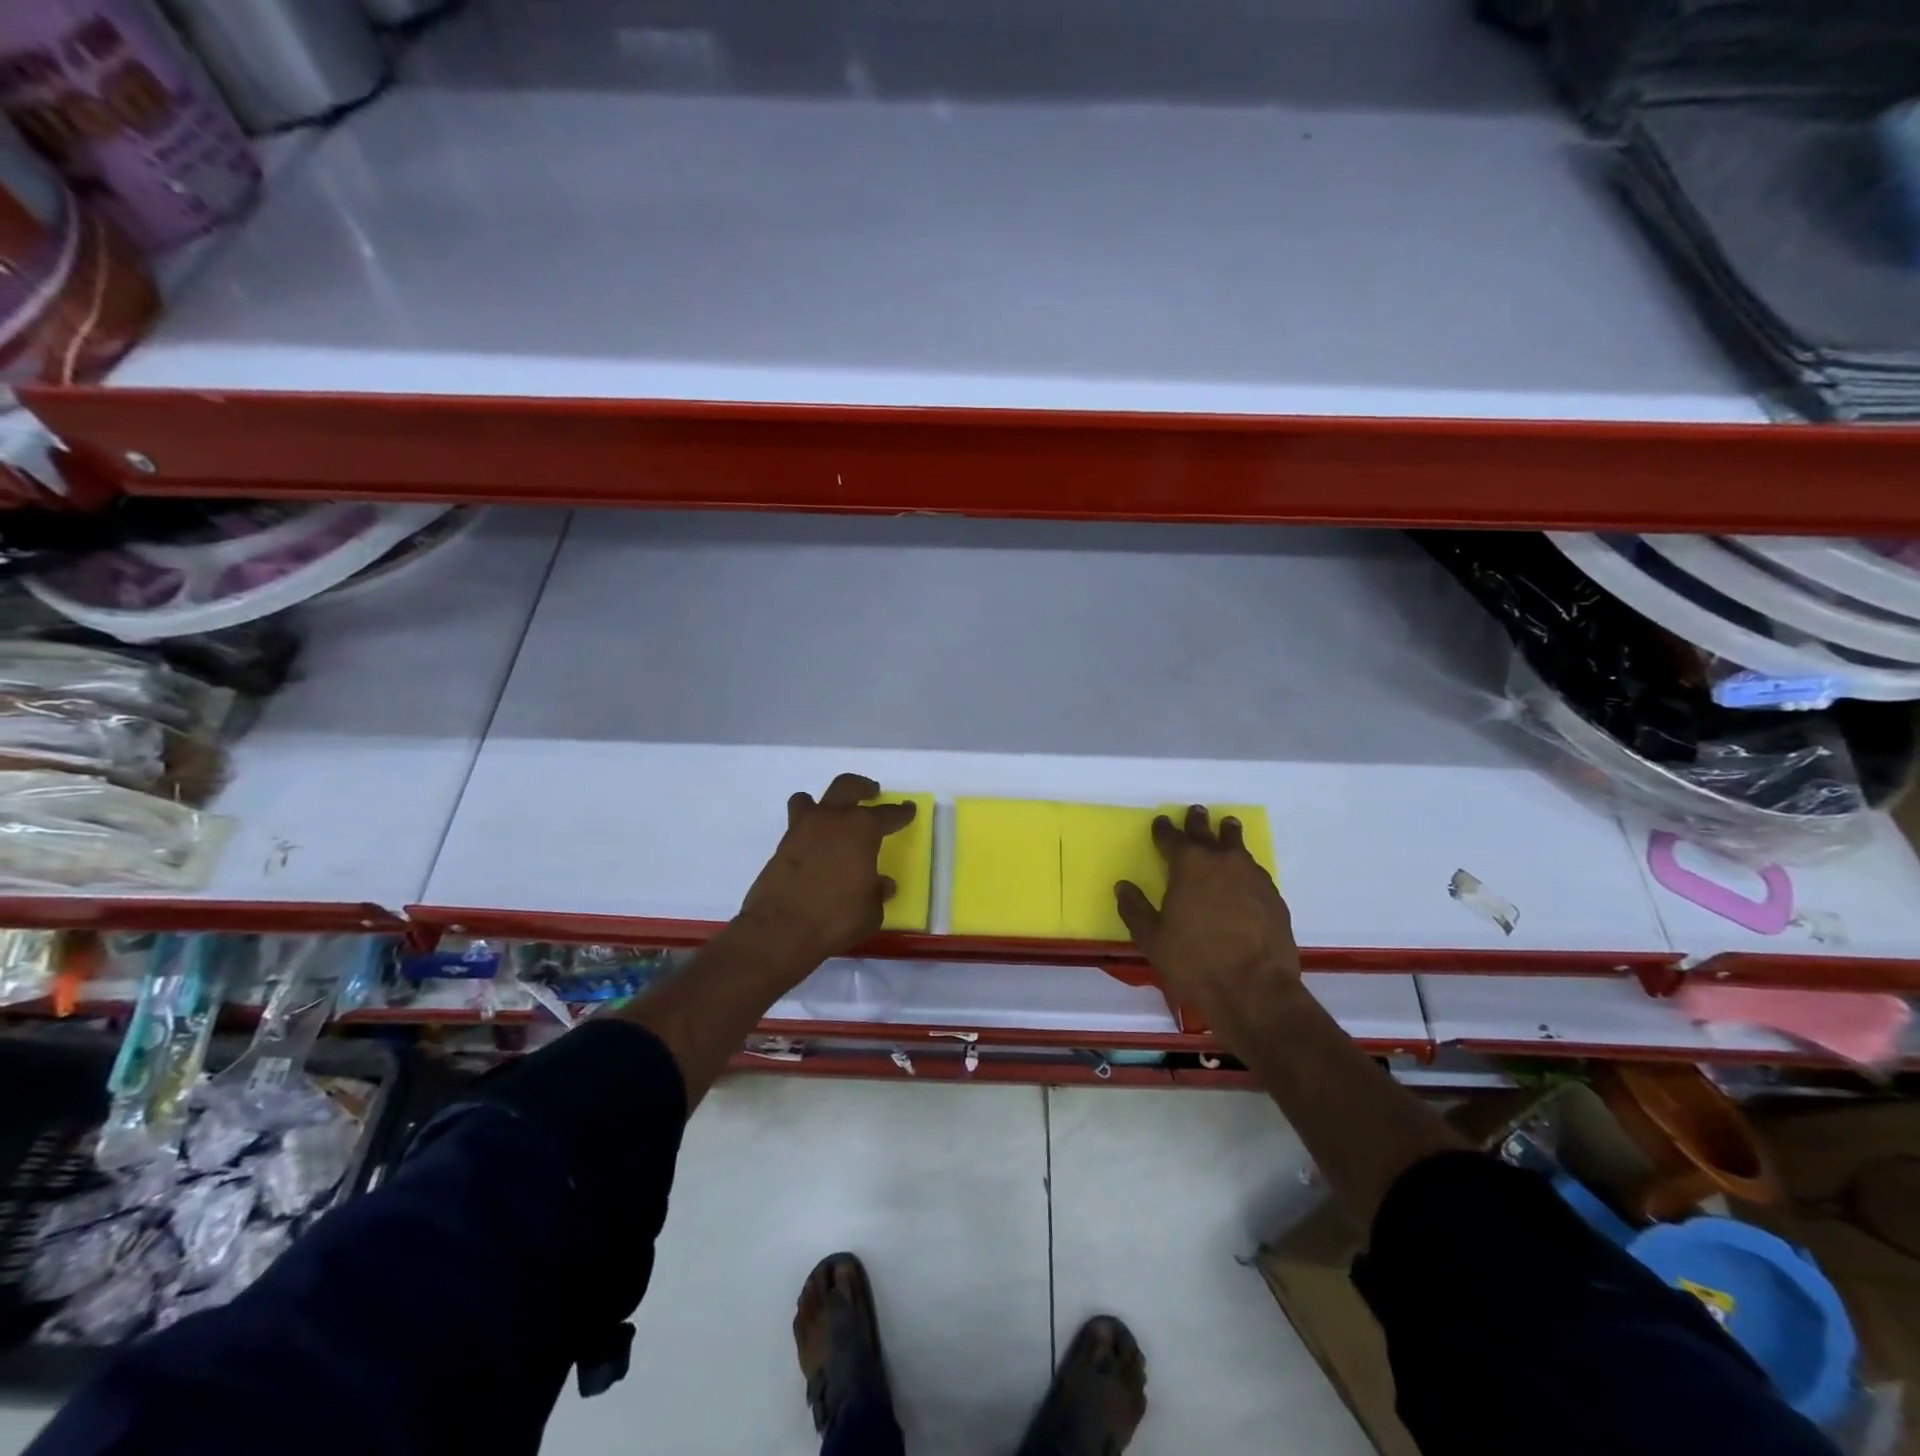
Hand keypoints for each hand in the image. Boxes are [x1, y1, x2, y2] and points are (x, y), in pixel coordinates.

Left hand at [733, 773, 915, 973]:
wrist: (781, 930)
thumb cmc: (836, 917)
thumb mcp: (870, 911)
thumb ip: (877, 892)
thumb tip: (881, 884)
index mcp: (861, 829)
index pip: (888, 814)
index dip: (901, 812)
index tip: (908, 809)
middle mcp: (832, 820)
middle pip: (847, 787)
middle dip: (862, 787)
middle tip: (871, 793)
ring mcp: (802, 830)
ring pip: (810, 799)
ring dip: (824, 804)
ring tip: (831, 815)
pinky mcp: (781, 847)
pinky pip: (796, 826)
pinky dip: (807, 830)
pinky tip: (815, 847)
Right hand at [1115, 806, 1302, 1026]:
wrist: (1256, 989)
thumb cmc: (1194, 962)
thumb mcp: (1152, 938)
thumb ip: (1135, 909)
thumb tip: (1123, 887)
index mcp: (1188, 865)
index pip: (1171, 837)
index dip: (1163, 829)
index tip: (1160, 822)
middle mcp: (1222, 861)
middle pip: (1207, 832)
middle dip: (1198, 822)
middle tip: (1196, 812)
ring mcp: (1252, 877)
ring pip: (1237, 846)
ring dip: (1228, 835)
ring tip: (1227, 827)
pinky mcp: (1274, 897)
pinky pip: (1254, 871)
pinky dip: (1244, 867)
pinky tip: (1244, 876)